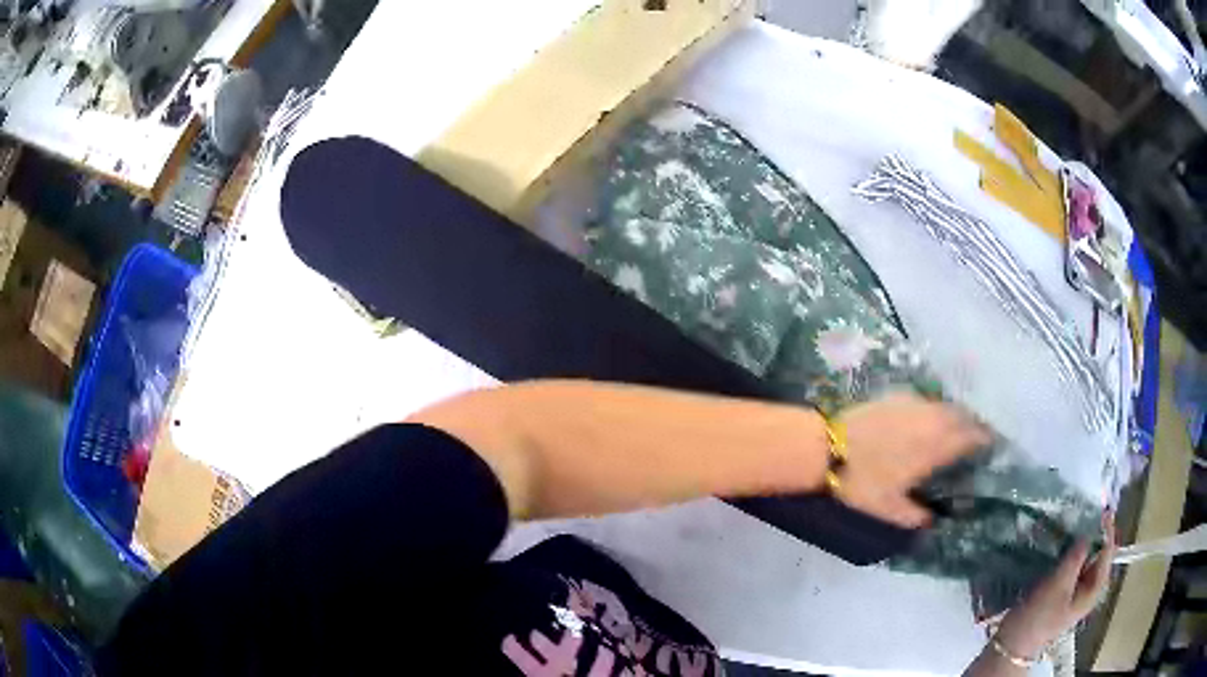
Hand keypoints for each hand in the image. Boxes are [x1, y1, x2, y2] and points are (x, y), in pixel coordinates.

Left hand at [835, 392, 989, 527]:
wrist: (827, 447)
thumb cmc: (862, 481)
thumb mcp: (889, 508)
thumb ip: (915, 516)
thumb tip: (932, 522)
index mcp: (935, 446)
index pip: (971, 436)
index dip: (985, 439)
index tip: (993, 444)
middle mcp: (931, 419)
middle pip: (962, 416)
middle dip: (974, 424)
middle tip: (979, 437)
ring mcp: (914, 403)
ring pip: (945, 405)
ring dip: (956, 415)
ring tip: (957, 428)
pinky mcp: (897, 395)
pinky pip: (926, 400)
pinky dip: (935, 408)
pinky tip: (929, 418)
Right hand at [995, 518, 1116, 658]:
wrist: (1012, 645)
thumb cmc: (1039, 617)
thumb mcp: (1058, 585)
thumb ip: (1076, 557)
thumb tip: (1088, 532)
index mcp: (1094, 590)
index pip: (1108, 553)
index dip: (1107, 531)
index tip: (1103, 510)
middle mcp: (1088, 590)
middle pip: (1098, 556)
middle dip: (1094, 536)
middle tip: (1087, 515)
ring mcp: (1074, 593)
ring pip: (1084, 561)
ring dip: (1080, 544)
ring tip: (1073, 526)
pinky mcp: (1061, 594)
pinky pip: (1072, 568)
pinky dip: (1069, 555)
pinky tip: (1060, 547)